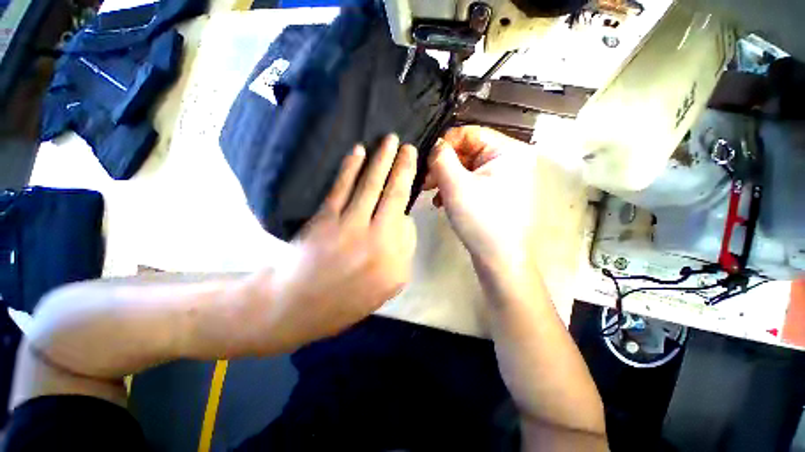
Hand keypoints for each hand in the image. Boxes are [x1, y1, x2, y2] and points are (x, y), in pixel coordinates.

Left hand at [243, 135, 417, 352]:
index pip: (408, 220)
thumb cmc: (347, 299)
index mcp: (395, 258)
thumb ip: (403, 251)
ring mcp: (350, 225)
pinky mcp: (326, 218)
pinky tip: (359, 151)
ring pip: (371, 185)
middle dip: (403, 167)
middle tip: (408, 146)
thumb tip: (402, 219)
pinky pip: (341, 187)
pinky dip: (350, 167)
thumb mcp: (389, 285)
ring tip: (390, 140)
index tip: (410, 178)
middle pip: (395, 195)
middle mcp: (378, 238)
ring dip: (382, 159)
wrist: (299, 305)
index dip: (408, 199)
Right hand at [426, 126, 539, 274]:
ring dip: (446, 179)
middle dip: (443, 166)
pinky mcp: (497, 193)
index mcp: (508, 151)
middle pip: (468, 151)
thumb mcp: (455, 186)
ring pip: (467, 168)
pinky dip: (455, 189)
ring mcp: (504, 178)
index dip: (445, 144)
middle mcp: (510, 160)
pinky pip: (472, 182)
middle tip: (425, 181)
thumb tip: (435, 145)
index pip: (470, 133)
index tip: (427, 161)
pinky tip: (443, 202)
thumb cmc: (480, 219)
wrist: (499, 258)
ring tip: (432, 194)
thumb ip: (441, 158)